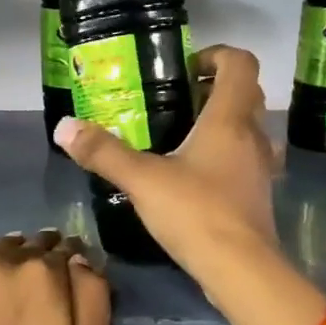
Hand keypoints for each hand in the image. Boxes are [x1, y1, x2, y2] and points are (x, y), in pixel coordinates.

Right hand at [53, 45, 278, 275]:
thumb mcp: (142, 180)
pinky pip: (247, 161)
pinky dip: (227, 157)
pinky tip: (198, 176)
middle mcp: (253, 136)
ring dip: (225, 124)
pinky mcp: (259, 196)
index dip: (216, 55)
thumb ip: (104, 153)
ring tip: (186, 137)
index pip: (241, 63)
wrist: (241, 269)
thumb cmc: (196, 213)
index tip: (186, 69)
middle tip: (178, 101)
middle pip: (247, 94)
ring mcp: (261, 168)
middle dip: (215, 89)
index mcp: (230, 119)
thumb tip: (64, 127)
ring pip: (250, 129)